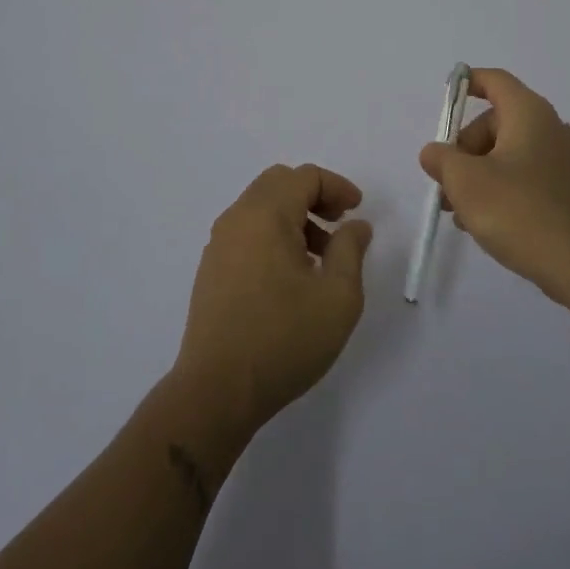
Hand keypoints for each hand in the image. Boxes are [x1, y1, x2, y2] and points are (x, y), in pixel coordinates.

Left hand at [172, 164, 372, 435]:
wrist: (216, 391)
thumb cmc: (283, 340)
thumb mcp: (337, 296)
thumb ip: (351, 250)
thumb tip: (355, 226)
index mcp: (266, 215)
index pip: (305, 177)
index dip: (337, 186)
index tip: (357, 211)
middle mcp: (237, 219)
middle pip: (279, 183)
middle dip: (314, 196)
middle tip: (338, 224)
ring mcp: (219, 244)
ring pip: (261, 207)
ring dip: (294, 217)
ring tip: (319, 258)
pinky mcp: (211, 270)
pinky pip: (247, 232)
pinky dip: (273, 235)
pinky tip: (290, 277)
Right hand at [418, 68, 569, 305]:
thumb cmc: (519, 211)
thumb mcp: (466, 182)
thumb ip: (442, 159)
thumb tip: (435, 152)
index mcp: (528, 114)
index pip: (494, 80)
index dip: (467, 83)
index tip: (445, 100)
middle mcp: (549, 128)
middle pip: (495, 122)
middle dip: (464, 149)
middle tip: (445, 182)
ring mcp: (562, 160)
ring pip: (507, 154)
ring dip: (478, 175)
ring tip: (458, 212)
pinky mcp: (567, 190)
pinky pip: (524, 177)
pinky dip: (500, 190)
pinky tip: (483, 223)